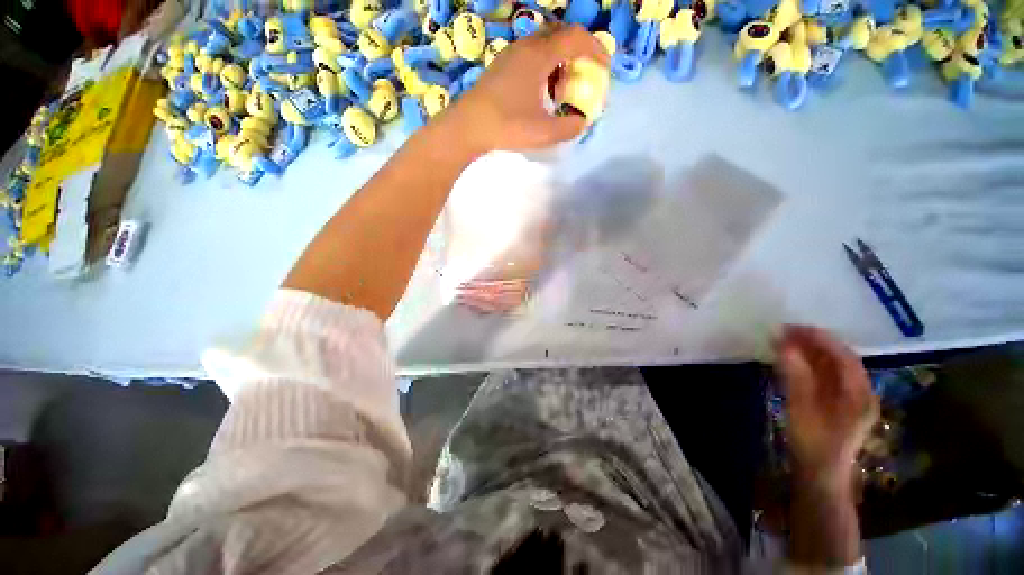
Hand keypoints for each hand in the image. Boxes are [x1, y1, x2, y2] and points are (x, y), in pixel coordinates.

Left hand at [442, 25, 610, 153]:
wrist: (468, 127)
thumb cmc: (507, 126)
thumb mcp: (543, 133)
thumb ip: (568, 127)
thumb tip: (581, 122)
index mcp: (539, 56)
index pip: (576, 38)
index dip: (596, 50)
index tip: (604, 69)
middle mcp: (526, 47)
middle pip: (560, 36)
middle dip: (578, 54)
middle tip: (581, 79)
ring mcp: (511, 54)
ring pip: (544, 45)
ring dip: (559, 62)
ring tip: (560, 91)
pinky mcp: (501, 65)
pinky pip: (530, 56)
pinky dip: (544, 67)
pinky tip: (540, 93)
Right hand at [776, 326, 878, 494]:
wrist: (820, 476)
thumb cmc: (813, 443)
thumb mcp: (802, 409)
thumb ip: (795, 375)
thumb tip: (784, 345)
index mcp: (859, 394)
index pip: (843, 356)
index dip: (819, 338)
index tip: (791, 327)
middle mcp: (860, 392)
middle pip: (840, 358)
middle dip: (813, 342)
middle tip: (784, 332)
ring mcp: (851, 399)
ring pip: (833, 366)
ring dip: (810, 352)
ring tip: (785, 342)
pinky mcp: (839, 405)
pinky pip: (826, 376)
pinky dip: (810, 364)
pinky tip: (792, 361)